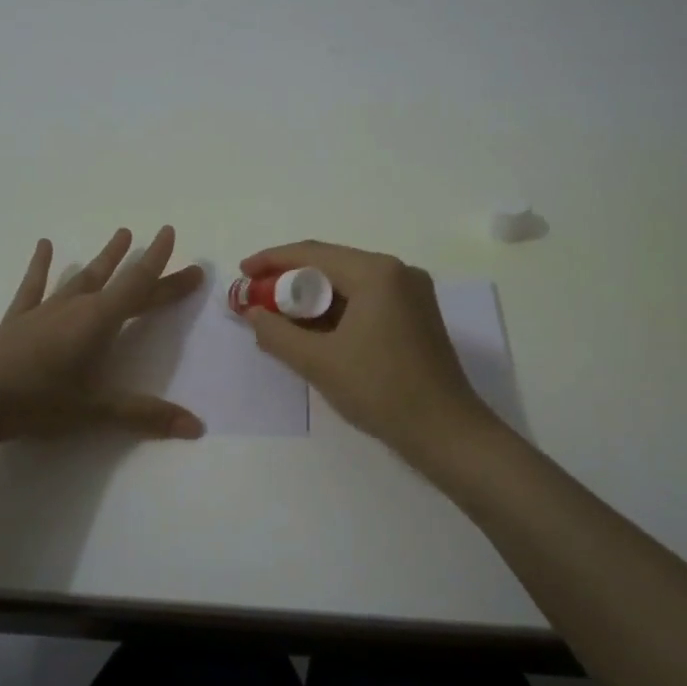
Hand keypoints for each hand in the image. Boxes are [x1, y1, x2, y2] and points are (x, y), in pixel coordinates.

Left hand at [0, 225, 206, 442]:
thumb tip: (197, 427)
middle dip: (147, 266)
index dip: (159, 262)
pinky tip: (45, 245)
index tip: (171, 233)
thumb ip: (146, 415)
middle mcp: (75, 306)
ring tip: (121, 234)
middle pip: (120, 282)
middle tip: (165, 241)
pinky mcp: (18, 320)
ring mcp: (45, 310)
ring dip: (104, 258)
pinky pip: (35, 286)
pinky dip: (41, 266)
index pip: (138, 286)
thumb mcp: (96, 410)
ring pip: (82, 277)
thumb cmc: (39, 401)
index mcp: (98, 321)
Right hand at [239, 240, 496, 453]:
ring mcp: (411, 293)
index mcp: (377, 273)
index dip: (271, 261)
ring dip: (312, 297)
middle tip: (255, 297)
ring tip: (278, 315)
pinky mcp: (416, 315)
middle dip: (289, 280)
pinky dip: (336, 310)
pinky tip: (313, 328)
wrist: (445, 431)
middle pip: (331, 264)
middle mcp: (397, 272)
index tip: (241, 272)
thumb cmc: (380, 390)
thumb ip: (276, 333)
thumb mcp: (318, 362)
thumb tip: (252, 313)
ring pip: (348, 283)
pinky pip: (366, 300)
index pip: (312, 254)